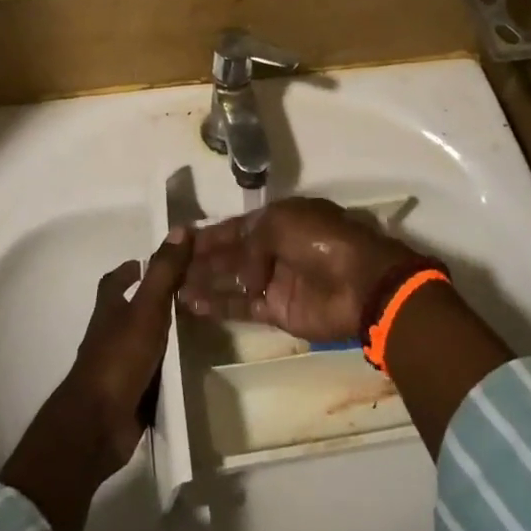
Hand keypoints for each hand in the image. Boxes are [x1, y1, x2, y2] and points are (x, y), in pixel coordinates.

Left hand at [59, 228, 193, 468]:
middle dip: (153, 301)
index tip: (149, 262)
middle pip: (129, 310)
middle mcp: (110, 335)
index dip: (130, 270)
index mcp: (109, 311)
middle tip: (189, 292)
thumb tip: (180, 229)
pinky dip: (166, 368)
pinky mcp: (129, 394)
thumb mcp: (146, 309)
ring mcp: (118, 367)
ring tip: (198, 326)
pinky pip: (151, 374)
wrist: (98, 425)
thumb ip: (163, 272)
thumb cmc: (119, 359)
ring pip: (142, 342)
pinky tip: (190, 366)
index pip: (115, 282)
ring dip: (163, 334)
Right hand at [177, 197, 417, 342]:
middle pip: (231, 254)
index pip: (236, 227)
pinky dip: (218, 305)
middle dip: (202, 259)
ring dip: (205, 282)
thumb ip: (250, 242)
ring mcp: (275, 280)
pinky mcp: (277, 310)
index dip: (210, 234)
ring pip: (232, 280)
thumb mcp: (281, 223)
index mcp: (278, 220)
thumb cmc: (321, 241)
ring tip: (173, 287)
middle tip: (170, 265)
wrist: (361, 283)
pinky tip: (192, 304)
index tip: (181, 239)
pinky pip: (242, 306)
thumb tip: (242, 274)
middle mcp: (274, 248)